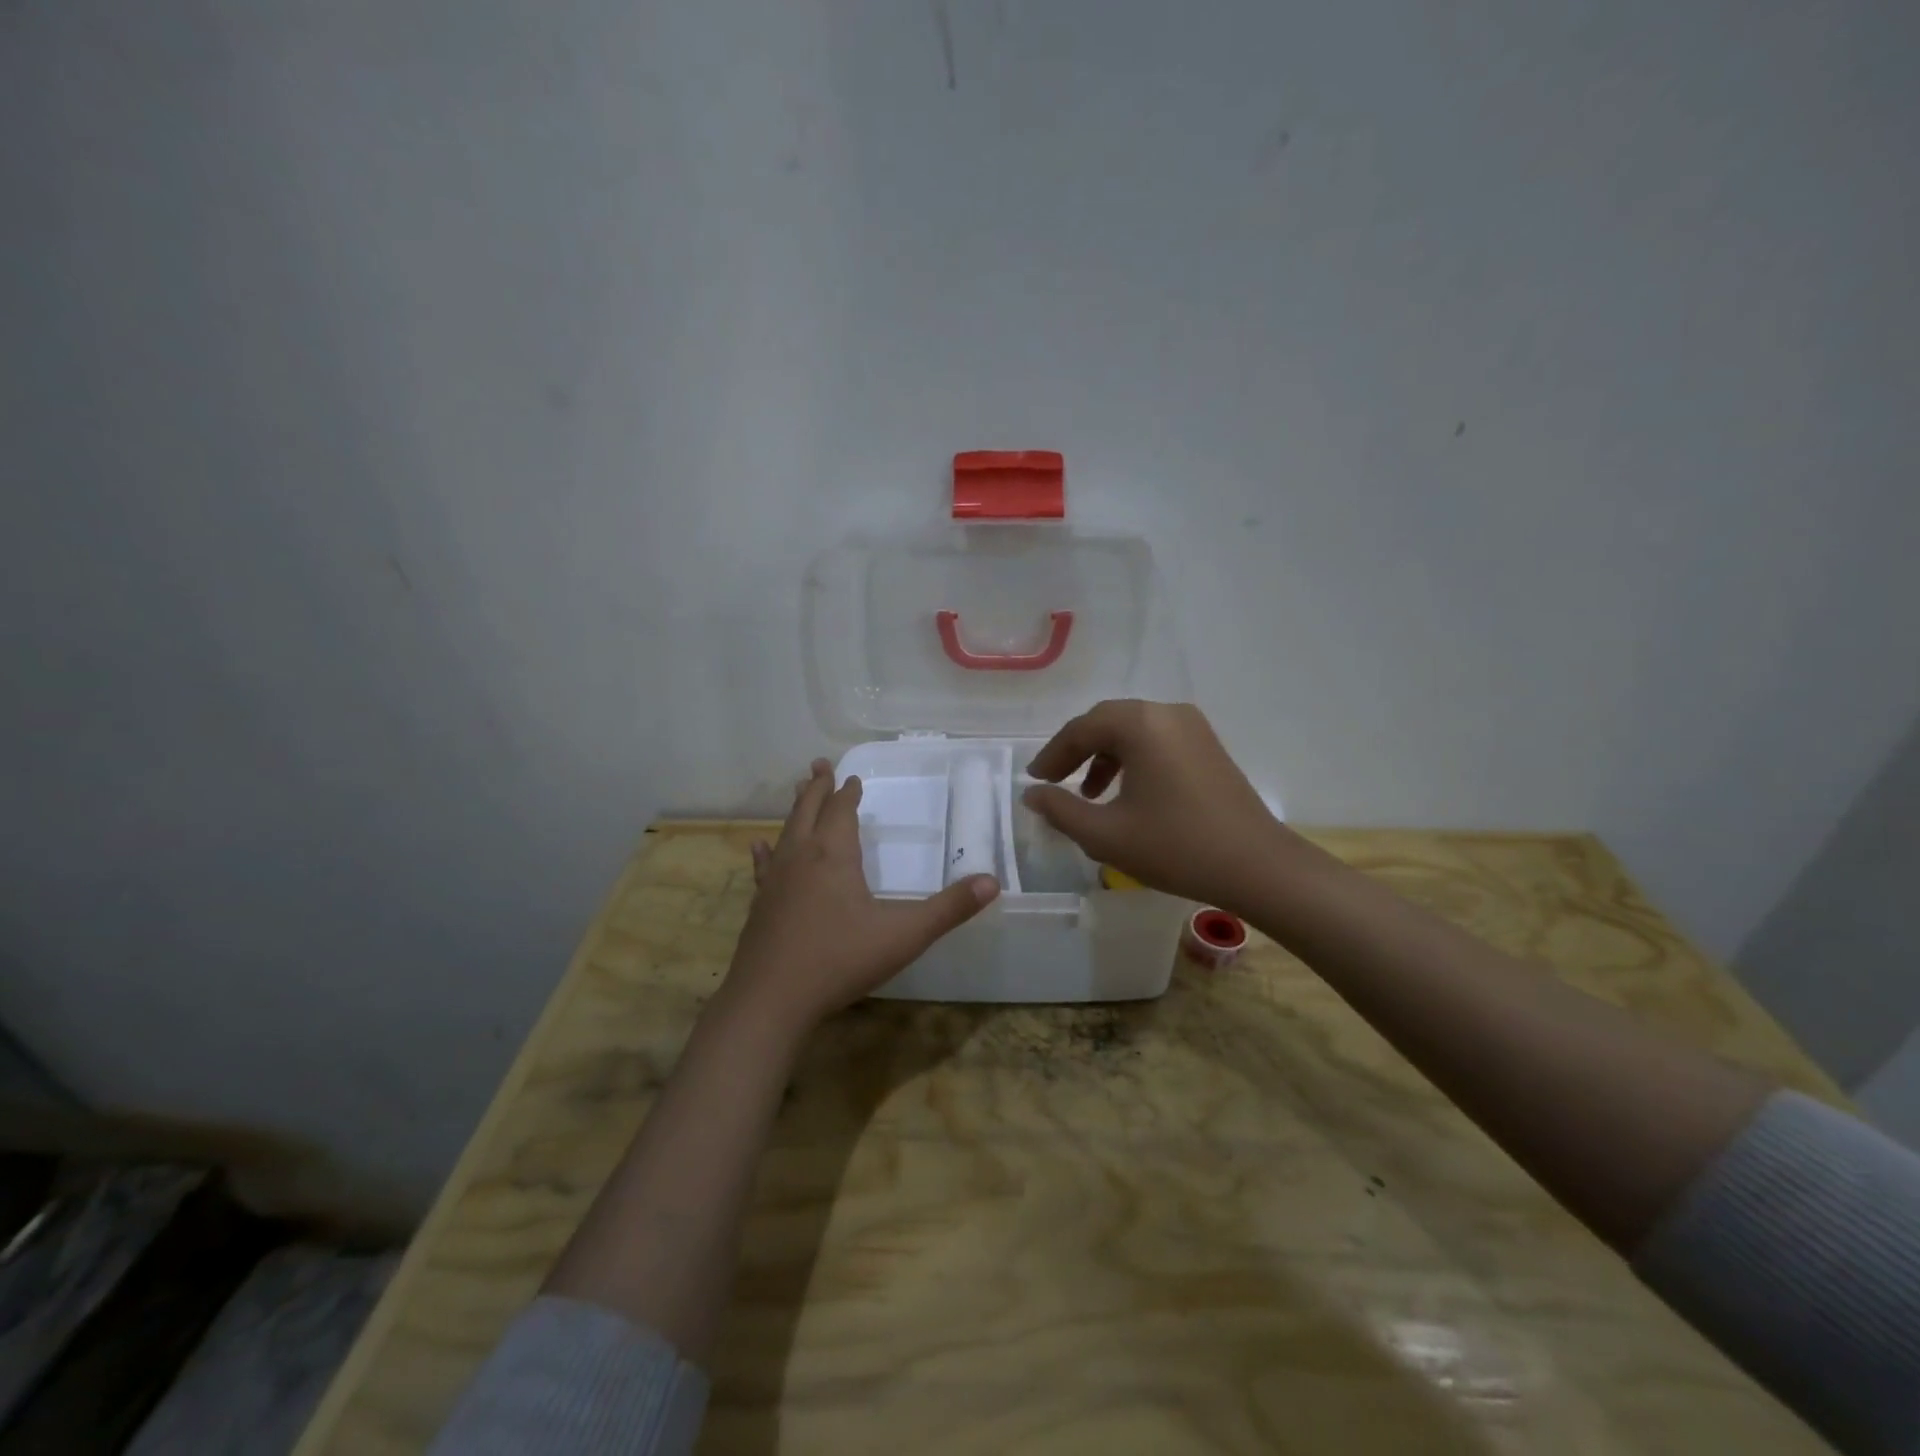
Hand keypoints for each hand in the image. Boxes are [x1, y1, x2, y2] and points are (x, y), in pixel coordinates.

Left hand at [726, 759, 999, 1033]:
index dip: (848, 793)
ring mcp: (775, 881)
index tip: (853, 778)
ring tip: (799, 791)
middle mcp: (801, 857)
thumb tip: (992, 882)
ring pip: (786, 832)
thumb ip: (949, 909)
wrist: (771, 1000)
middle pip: (809, 811)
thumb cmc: (840, 960)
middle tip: (818, 764)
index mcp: (834, 855)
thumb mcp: (905, 935)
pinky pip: (763, 867)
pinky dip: (765, 852)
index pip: (842, 811)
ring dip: (796, 810)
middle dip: (818, 788)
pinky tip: (759, 847)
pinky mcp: (760, 905)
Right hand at [1022, 700, 1286, 915]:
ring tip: (1089, 794)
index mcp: (1140, 724)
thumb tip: (1031, 794)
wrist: (1257, 866)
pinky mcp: (1208, 746)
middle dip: (1076, 751)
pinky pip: (1157, 741)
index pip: (1081, 729)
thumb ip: (1060, 810)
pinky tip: (1127, 794)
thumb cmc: (1176, 847)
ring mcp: (1193, 727)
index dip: (1052, 755)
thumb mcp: (1106, 834)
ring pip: (1133, 731)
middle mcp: (1167, 713)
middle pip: (1107, 722)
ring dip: (1104, 756)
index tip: (1035, 780)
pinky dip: (1132, 760)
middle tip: (1054, 781)